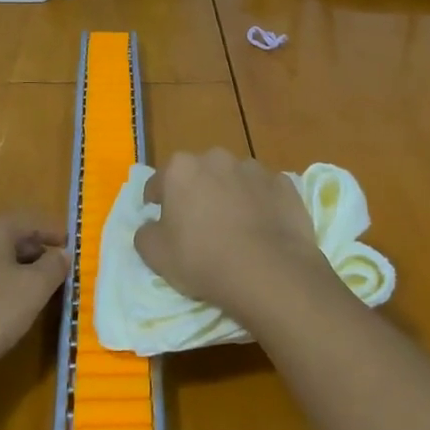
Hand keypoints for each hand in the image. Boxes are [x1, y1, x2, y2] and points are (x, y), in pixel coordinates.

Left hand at [0, 215, 68, 389]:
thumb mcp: (33, 290)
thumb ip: (54, 267)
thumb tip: (62, 254)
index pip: (31, 221)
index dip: (54, 233)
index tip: (72, 247)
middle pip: (8, 236)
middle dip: (34, 252)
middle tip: (56, 271)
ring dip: (13, 269)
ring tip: (33, 291)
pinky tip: (2, 306)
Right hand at [134, 149, 331, 327]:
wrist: (268, 271)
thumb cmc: (202, 259)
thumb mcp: (156, 255)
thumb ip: (145, 233)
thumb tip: (151, 225)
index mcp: (181, 169)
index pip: (159, 181)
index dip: (156, 201)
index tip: (160, 219)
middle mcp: (217, 159)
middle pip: (200, 174)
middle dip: (197, 193)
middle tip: (199, 225)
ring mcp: (254, 169)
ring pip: (234, 180)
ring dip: (231, 196)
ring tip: (236, 228)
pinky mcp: (284, 184)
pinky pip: (265, 192)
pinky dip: (262, 205)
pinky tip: (264, 230)